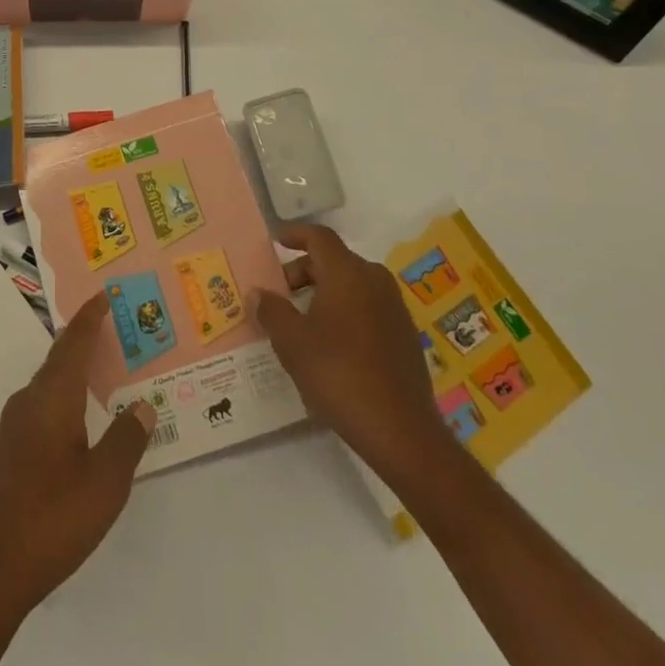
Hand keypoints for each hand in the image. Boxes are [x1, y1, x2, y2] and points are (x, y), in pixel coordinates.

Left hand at [0, 293, 155, 619]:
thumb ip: (126, 440)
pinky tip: (76, 423)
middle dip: (84, 342)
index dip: (90, 317)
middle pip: (59, 359)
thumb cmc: (52, 519)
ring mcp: (11, 428)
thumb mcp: (104, 483)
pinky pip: (40, 408)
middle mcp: (28, 402)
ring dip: (73, 373)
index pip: (74, 343)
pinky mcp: (5, 453)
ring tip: (101, 374)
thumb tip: (143, 405)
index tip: (104, 294)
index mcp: (52, 398)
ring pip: (48, 385)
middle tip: (113, 331)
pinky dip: (62, 399)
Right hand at [253, 223, 452, 487]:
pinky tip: (332, 343)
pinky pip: (368, 307)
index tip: (276, 242)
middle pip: (335, 260)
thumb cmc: (339, 375)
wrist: (401, 432)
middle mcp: (374, 281)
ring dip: (325, 292)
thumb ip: (272, 311)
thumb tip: (259, 293)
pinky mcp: (405, 336)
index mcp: (347, 273)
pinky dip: (346, 311)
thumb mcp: (292, 342)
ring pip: (353, 284)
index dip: (295, 234)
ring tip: (302, 320)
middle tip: (281, 293)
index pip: (319, 236)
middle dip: (304, 271)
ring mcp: (395, 308)